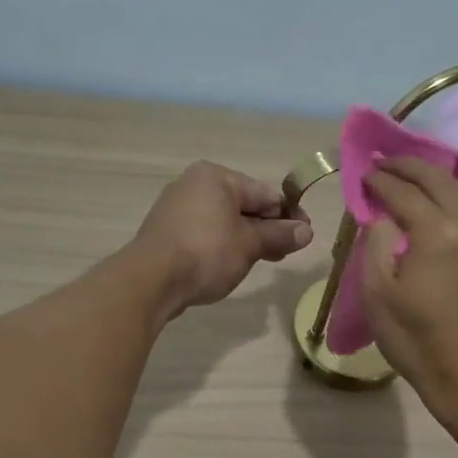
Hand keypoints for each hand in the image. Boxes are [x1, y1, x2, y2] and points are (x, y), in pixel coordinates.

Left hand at [133, 161, 312, 316]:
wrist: (151, 280)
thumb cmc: (207, 252)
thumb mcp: (250, 244)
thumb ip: (279, 235)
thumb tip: (306, 231)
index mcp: (216, 176)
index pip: (264, 193)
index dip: (288, 215)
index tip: (304, 236)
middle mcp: (194, 184)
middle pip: (243, 205)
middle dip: (267, 229)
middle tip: (286, 252)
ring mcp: (176, 208)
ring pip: (224, 221)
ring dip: (246, 239)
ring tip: (262, 261)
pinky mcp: (166, 232)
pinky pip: (205, 233)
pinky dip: (222, 245)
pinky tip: (231, 264)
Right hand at [361, 158, 457, 422]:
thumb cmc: (417, 341)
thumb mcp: (378, 295)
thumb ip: (376, 244)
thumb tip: (382, 216)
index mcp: (437, 233)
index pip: (404, 192)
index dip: (380, 179)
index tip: (362, 172)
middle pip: (437, 179)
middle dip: (407, 165)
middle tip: (382, 161)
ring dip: (430, 176)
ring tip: (405, 174)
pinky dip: (447, 194)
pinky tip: (432, 201)